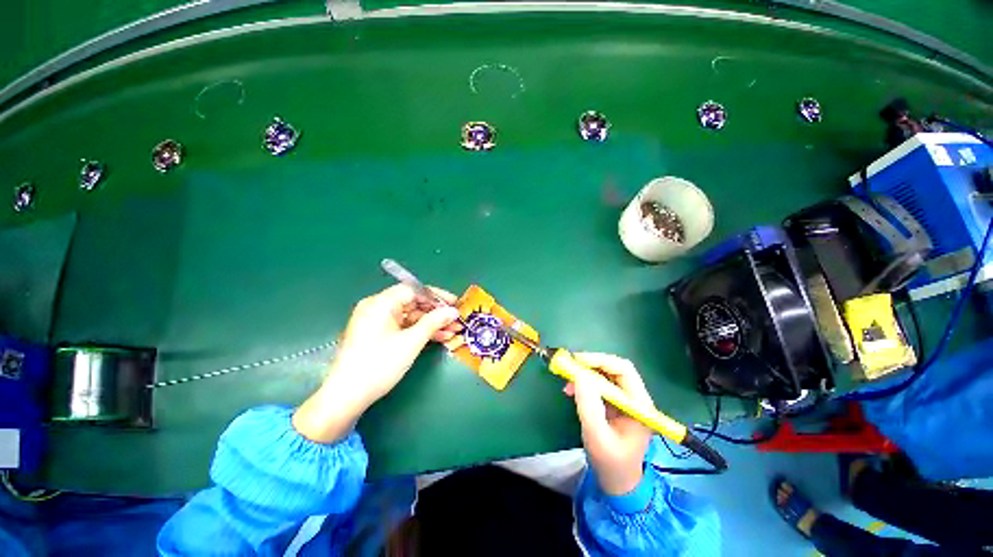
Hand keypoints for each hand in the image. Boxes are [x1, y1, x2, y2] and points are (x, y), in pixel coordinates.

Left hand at [293, 284, 461, 442]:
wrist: (346, 397)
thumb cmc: (379, 365)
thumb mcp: (411, 342)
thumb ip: (434, 322)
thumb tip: (453, 311)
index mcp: (380, 303)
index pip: (414, 290)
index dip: (436, 296)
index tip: (454, 303)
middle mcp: (377, 307)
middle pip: (413, 303)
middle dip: (436, 312)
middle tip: (456, 320)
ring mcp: (377, 321)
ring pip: (411, 316)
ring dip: (432, 323)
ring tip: (453, 330)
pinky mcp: (378, 334)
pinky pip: (404, 326)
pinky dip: (420, 331)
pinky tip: (439, 337)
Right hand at [564, 353, 653, 495]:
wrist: (617, 481)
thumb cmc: (611, 462)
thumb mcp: (597, 435)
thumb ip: (589, 405)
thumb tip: (579, 374)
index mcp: (640, 404)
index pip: (624, 370)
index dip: (600, 360)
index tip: (577, 361)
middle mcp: (635, 397)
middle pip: (614, 368)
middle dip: (591, 365)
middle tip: (569, 367)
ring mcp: (625, 400)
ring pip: (605, 374)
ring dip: (585, 374)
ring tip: (567, 382)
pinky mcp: (614, 403)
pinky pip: (599, 384)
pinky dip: (584, 383)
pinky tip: (571, 390)